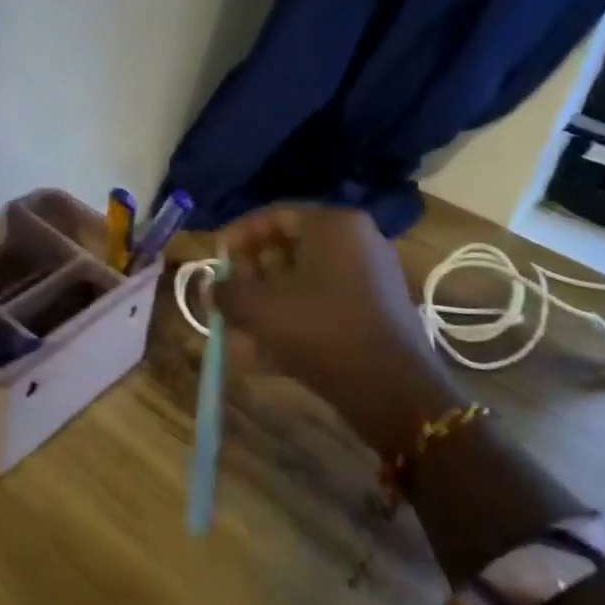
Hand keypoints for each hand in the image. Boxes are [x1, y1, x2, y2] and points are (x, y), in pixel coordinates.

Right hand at [214, 206, 465, 449]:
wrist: (391, 389)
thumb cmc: (320, 330)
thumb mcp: (260, 308)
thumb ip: (228, 292)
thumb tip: (212, 289)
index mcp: (334, 226)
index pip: (275, 214)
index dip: (238, 234)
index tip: (215, 256)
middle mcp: (357, 243)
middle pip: (290, 248)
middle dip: (251, 272)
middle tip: (227, 293)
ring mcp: (369, 280)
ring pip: (303, 282)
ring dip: (266, 302)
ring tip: (236, 328)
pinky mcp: (373, 315)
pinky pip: (321, 308)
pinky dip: (291, 322)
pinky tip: (259, 352)